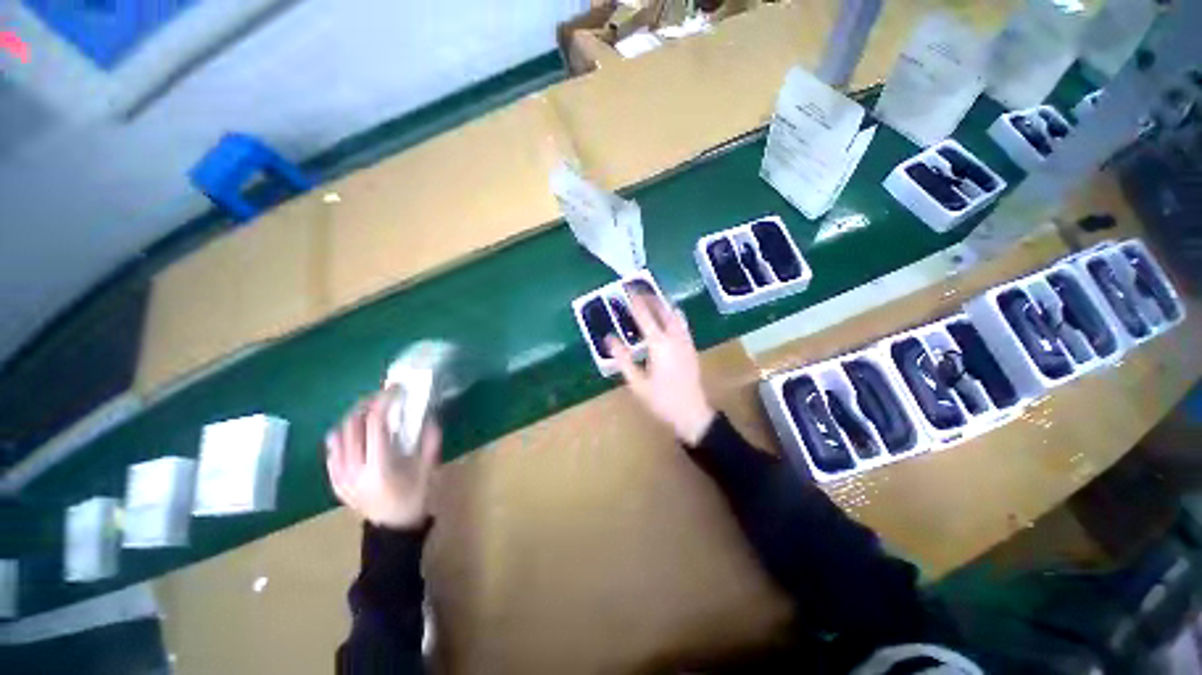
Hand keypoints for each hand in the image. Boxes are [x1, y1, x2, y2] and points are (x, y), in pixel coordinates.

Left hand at [325, 389, 440, 529]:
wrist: (392, 529)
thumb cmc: (414, 498)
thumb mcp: (428, 469)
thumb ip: (430, 441)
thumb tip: (429, 416)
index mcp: (379, 466)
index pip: (375, 424)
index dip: (383, 401)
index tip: (395, 389)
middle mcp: (353, 469)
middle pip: (351, 425)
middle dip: (366, 405)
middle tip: (382, 396)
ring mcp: (339, 476)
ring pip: (337, 436)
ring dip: (352, 418)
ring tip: (368, 411)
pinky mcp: (334, 481)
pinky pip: (331, 451)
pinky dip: (342, 435)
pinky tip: (355, 432)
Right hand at [607, 292, 715, 445]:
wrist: (692, 414)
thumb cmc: (661, 400)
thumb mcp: (637, 383)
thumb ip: (623, 359)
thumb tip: (609, 339)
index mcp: (659, 345)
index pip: (645, 316)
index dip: (636, 302)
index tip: (628, 289)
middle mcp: (674, 338)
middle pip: (663, 311)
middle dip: (652, 298)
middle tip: (640, 291)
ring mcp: (686, 342)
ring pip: (676, 316)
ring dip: (664, 305)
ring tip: (653, 300)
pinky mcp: (691, 348)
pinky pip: (682, 325)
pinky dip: (674, 315)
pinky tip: (669, 318)